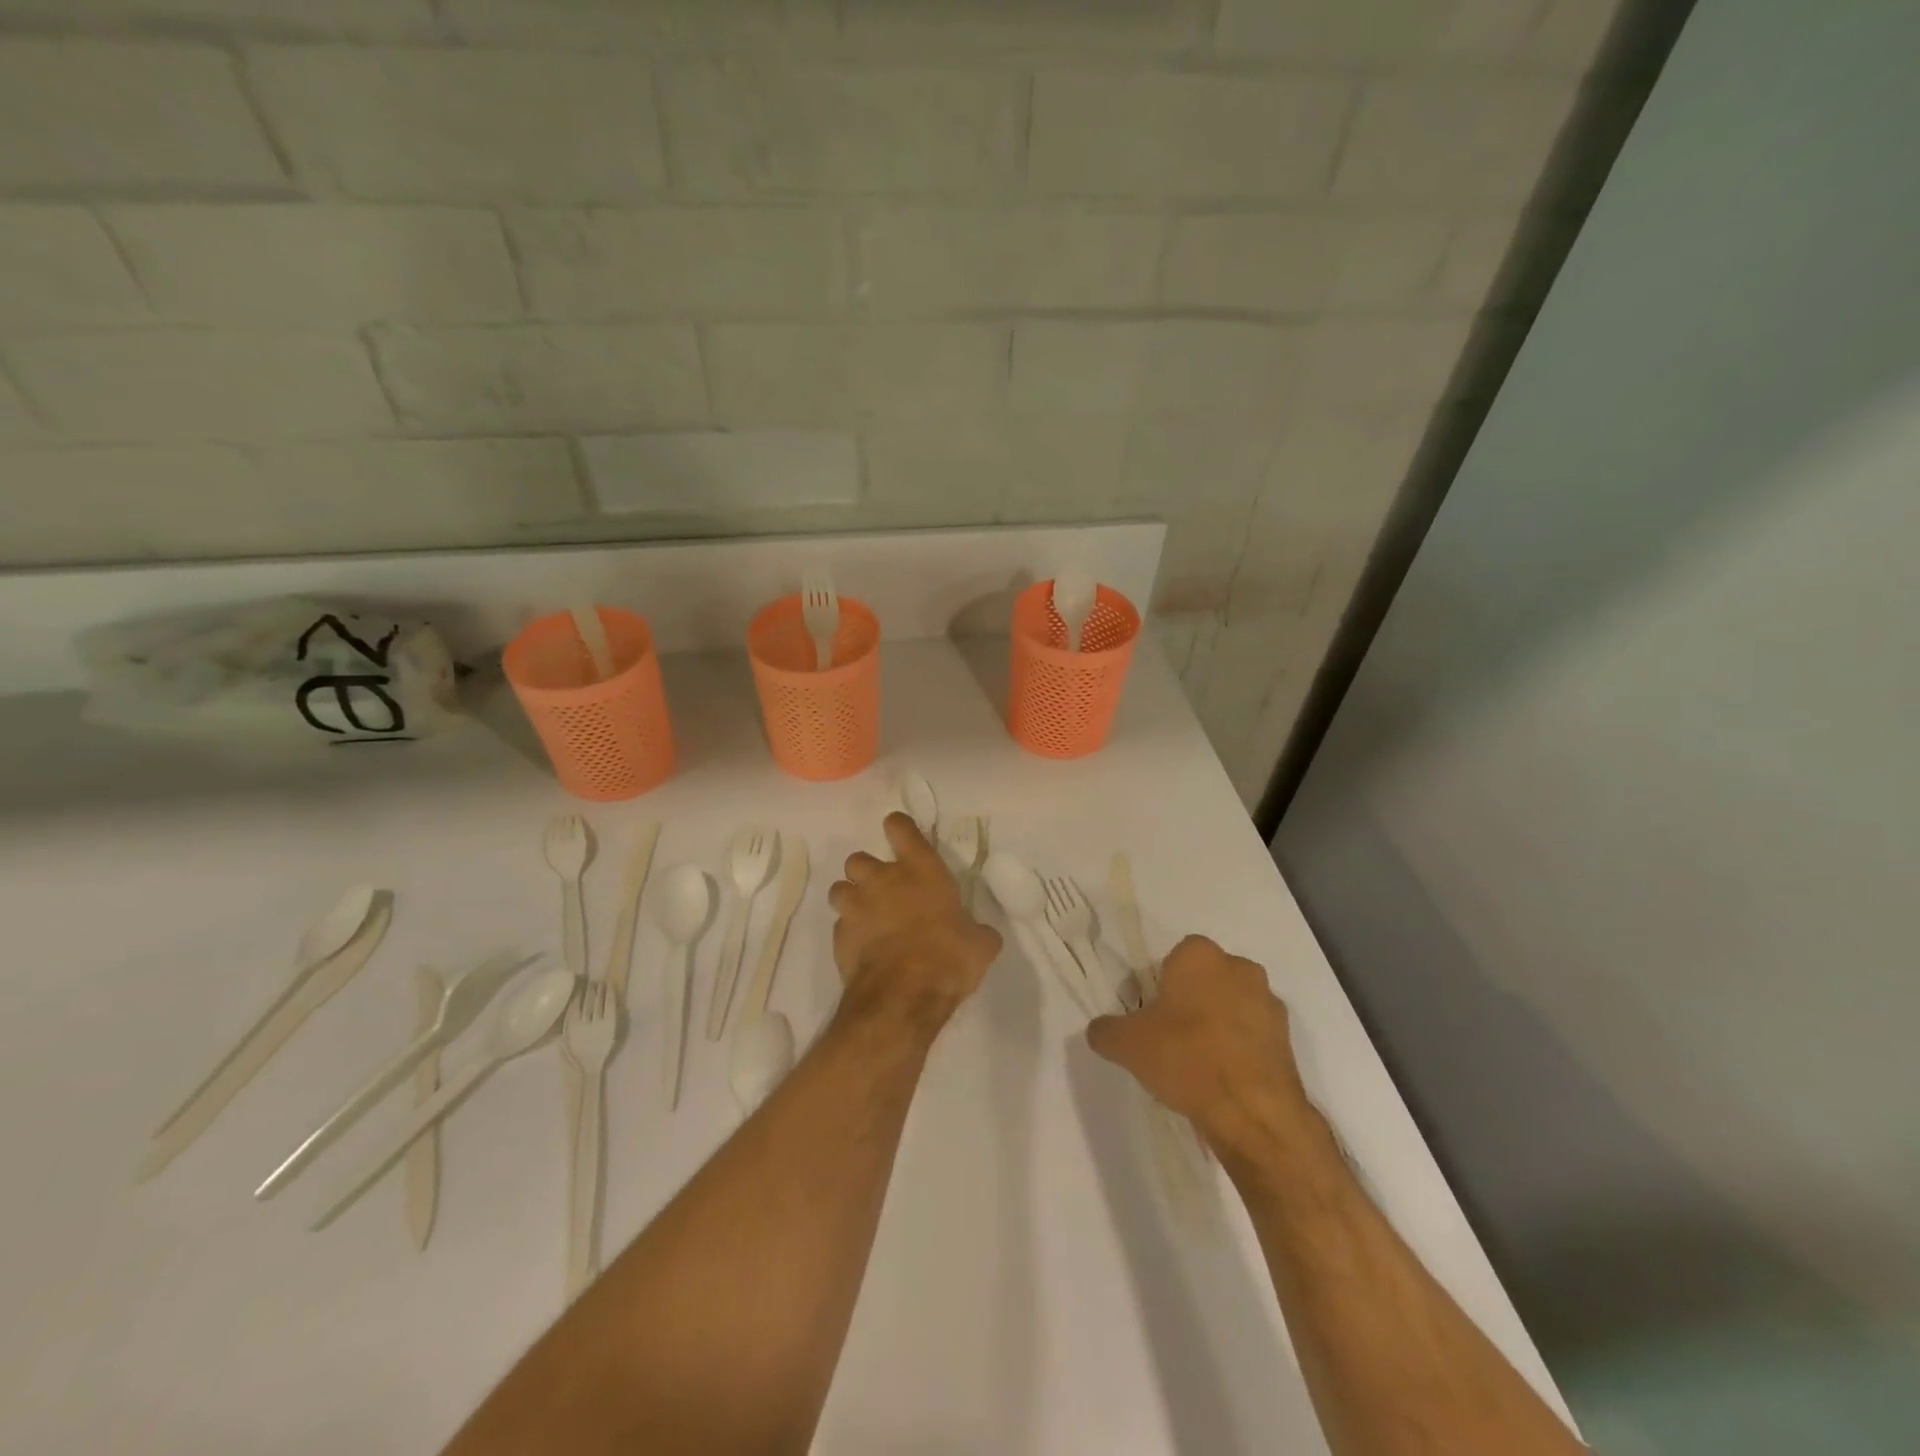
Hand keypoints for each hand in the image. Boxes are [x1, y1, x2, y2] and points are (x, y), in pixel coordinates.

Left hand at [828, 813, 1001, 1030]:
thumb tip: (983, 934)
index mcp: (921, 869)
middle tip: (884, 890)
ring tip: (866, 916)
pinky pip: (839, 924)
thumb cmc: (948, 958)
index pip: (900, 827)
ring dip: (851, 898)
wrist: (903, 996)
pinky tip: (863, 947)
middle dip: (867, 871)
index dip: (899, 829)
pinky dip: (849, 932)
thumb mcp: (979, 945)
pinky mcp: (839, 936)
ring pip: (840, 888)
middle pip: (859, 858)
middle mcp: (883, 879)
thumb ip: (978, 932)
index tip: (901, 837)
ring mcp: (856, 906)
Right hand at [1087, 936, 1319, 1158]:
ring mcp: (1269, 1002)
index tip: (1153, 1013)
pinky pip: (1254, 1033)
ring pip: (1233, 1003)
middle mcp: (1240, 967)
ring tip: (1200, 1061)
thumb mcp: (1126, 1044)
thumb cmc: (1185, 1058)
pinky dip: (1240, 1047)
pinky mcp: (1288, 1038)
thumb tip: (1100, 1030)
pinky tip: (1224, 1077)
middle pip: (1207, 977)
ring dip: (1220, 1022)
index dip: (1162, 983)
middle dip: (1193, 999)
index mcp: (1200, 955)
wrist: (1252, 1112)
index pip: (1176, 956)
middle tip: (1172, 1035)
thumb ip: (1106, 1030)